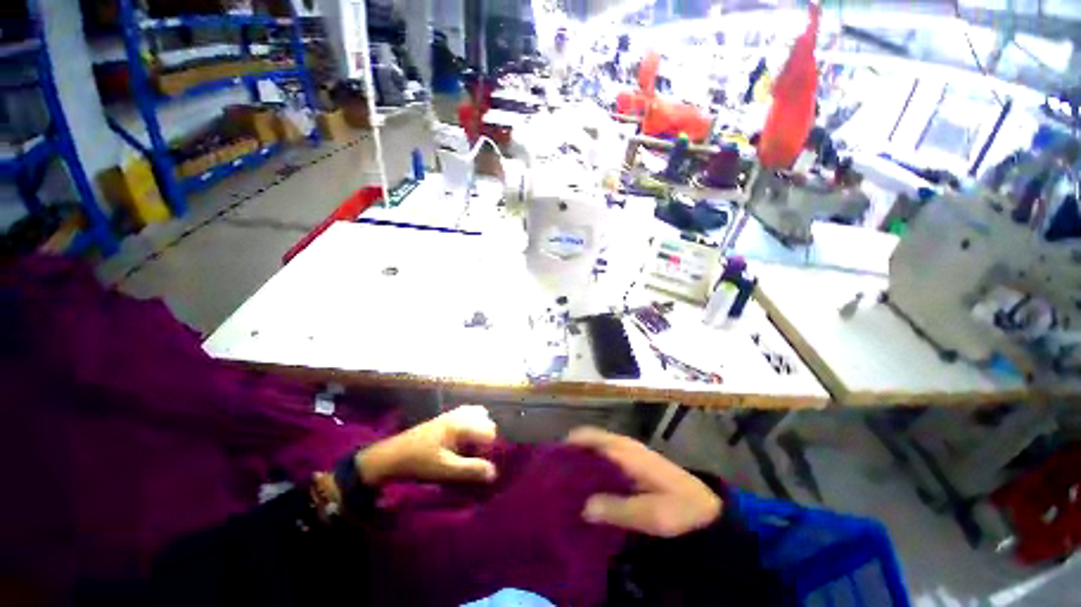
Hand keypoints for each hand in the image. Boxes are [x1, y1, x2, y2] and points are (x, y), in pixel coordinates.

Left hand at [356, 405, 497, 484]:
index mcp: (462, 424)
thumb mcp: (445, 470)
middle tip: (471, 457)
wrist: (390, 456)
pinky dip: (470, 426)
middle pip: (486, 422)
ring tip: (468, 449)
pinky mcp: (445, 418)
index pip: (490, 431)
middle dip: (484, 440)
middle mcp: (460, 414)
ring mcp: (452, 414)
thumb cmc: (419, 462)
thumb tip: (494, 472)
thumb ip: (470, 470)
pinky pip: (467, 415)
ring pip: (478, 416)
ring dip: (478, 432)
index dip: (488, 449)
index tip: (475, 463)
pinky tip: (461, 442)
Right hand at [567, 427, 721, 537]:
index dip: (569, 445)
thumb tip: (583, 507)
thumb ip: (617, 508)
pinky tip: (587, 487)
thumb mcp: (650, 514)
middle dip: (571, 454)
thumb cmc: (679, 508)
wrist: (706, 509)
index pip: (590, 437)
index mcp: (625, 451)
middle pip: (590, 440)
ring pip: (596, 449)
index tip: (550, 461)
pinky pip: (605, 458)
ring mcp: (629, 453)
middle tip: (553, 475)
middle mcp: (623, 446)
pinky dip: (592, 467)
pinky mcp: (633, 464)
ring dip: (581, 461)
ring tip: (564, 482)